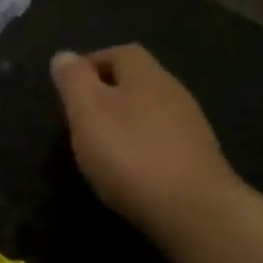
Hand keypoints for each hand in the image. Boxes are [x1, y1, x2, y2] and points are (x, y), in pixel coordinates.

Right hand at [50, 44, 238, 240]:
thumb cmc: (131, 154)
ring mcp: (191, 126)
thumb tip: (64, 56)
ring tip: (101, 147)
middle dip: (107, 94)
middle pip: (137, 82)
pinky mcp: (198, 159)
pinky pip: (162, 141)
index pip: (120, 52)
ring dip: (125, 122)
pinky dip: (142, 147)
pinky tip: (130, 171)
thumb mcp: (88, 111)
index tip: (69, 88)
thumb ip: (73, 80)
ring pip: (150, 112)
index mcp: (146, 74)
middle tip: (80, 119)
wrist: (194, 210)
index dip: (92, 64)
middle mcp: (173, 92)